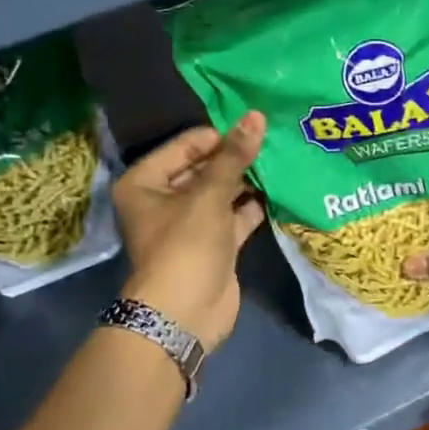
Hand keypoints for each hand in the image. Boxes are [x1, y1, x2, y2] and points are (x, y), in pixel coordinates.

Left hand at [113, 113, 266, 349]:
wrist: (185, 313)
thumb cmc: (185, 246)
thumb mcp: (209, 196)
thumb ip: (234, 156)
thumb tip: (256, 116)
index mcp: (146, 182)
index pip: (185, 145)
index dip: (219, 135)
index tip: (255, 126)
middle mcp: (164, 199)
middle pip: (204, 167)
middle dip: (236, 156)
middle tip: (274, 138)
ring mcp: (191, 223)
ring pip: (223, 192)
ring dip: (248, 179)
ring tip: (283, 157)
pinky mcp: (215, 243)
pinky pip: (235, 215)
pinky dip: (254, 205)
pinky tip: (281, 188)